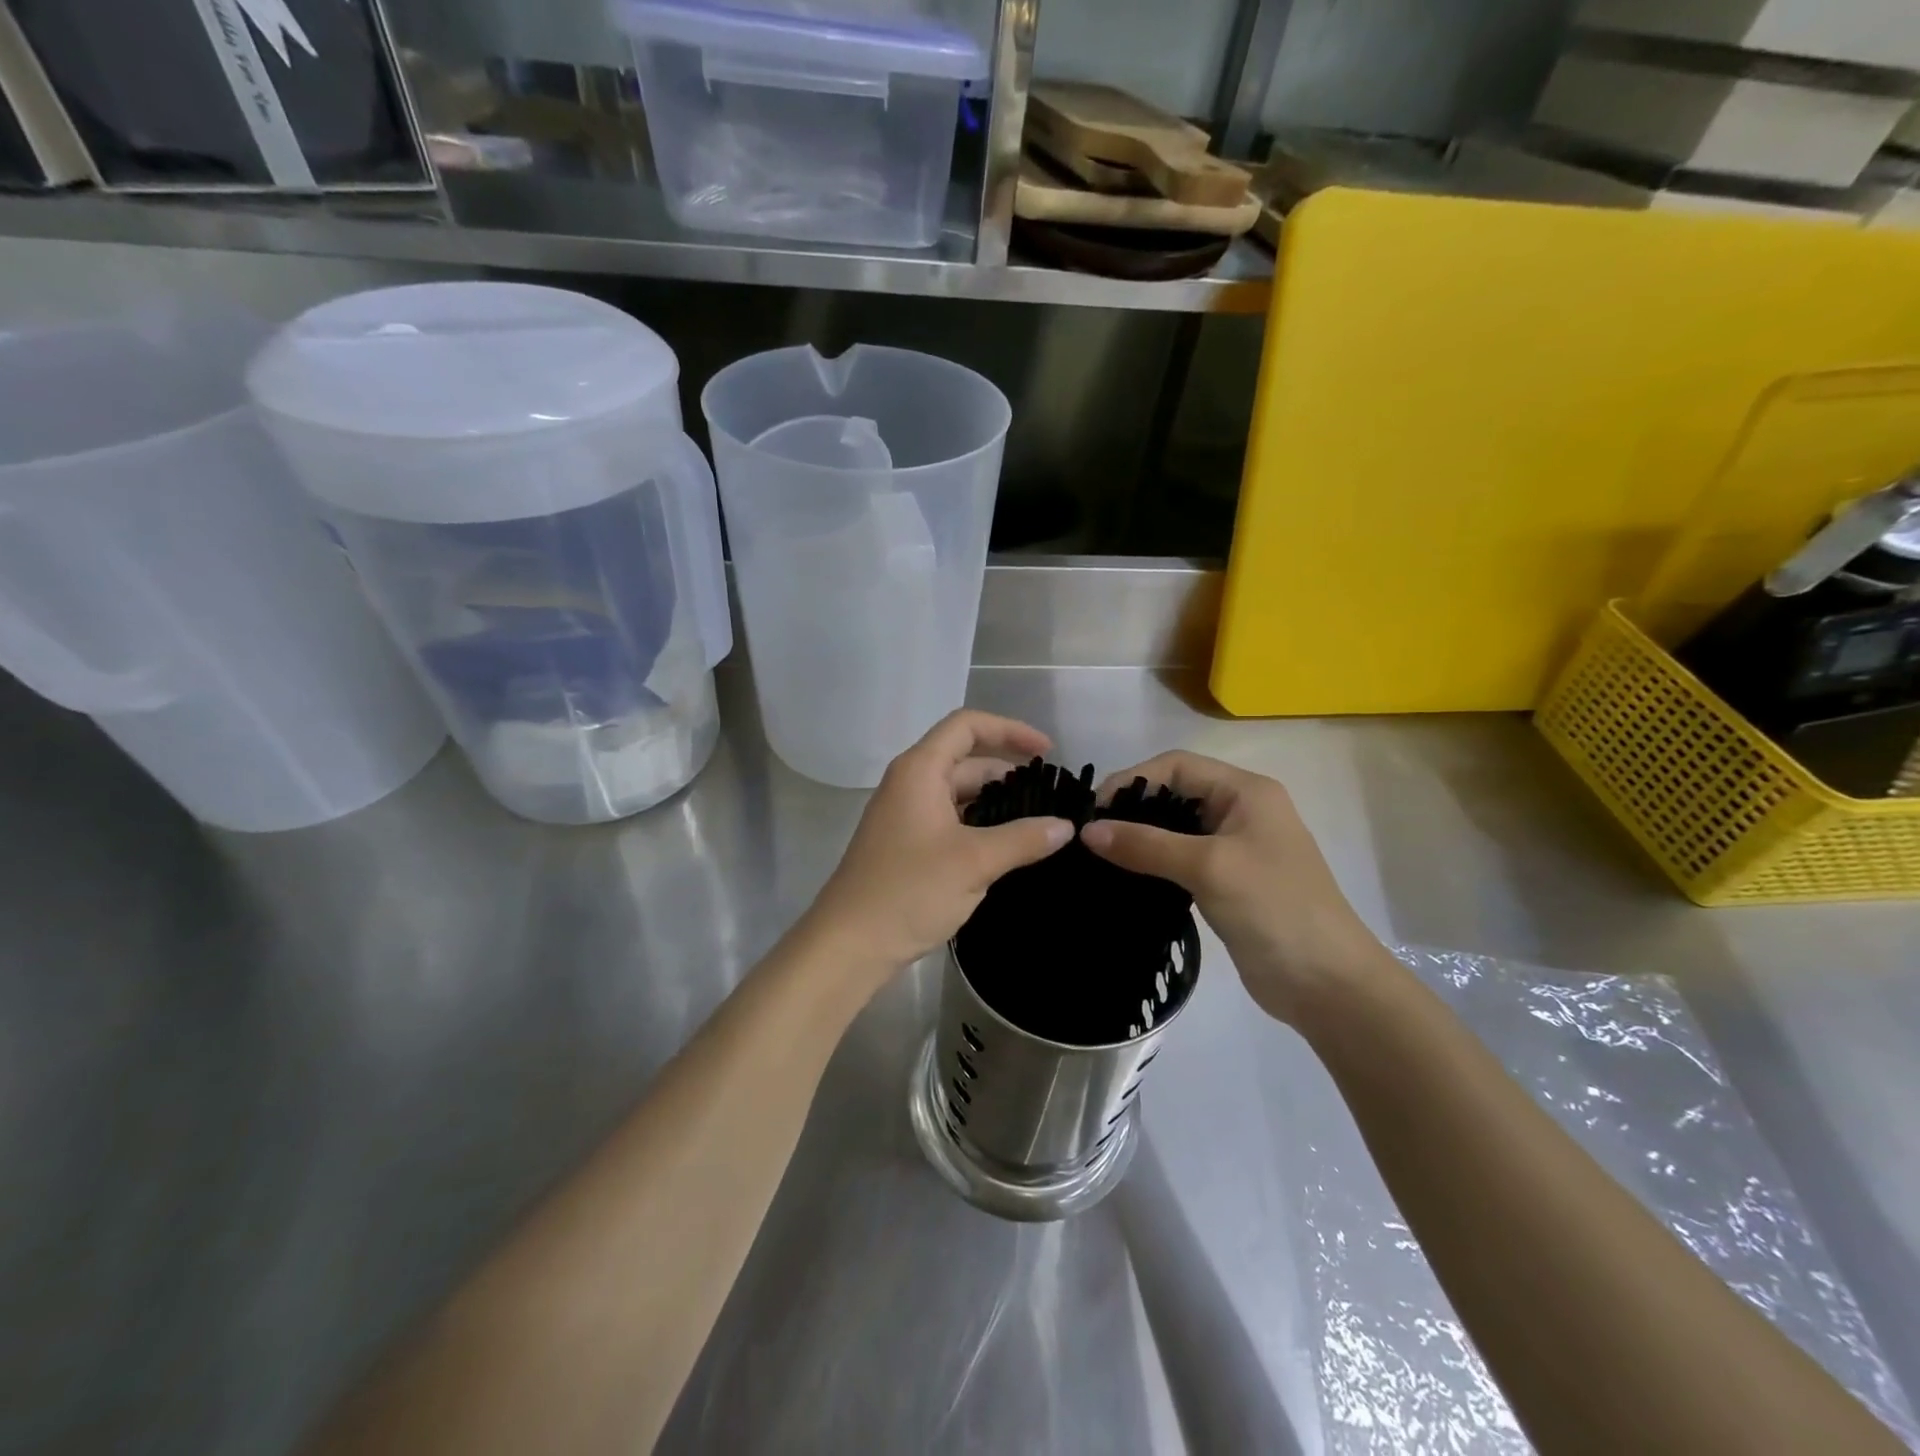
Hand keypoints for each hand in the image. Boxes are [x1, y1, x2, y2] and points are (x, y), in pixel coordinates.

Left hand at [799, 711, 1074, 1000]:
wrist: (850, 944)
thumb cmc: (909, 891)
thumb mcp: (974, 862)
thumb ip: (1023, 839)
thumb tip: (1065, 826)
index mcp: (920, 770)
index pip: (967, 726)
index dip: (1010, 730)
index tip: (1047, 752)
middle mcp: (910, 783)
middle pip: (965, 760)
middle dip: (1008, 771)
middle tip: (1050, 796)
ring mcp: (906, 814)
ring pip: (959, 793)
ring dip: (996, 801)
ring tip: (1037, 821)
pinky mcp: (907, 844)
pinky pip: (950, 819)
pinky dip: (979, 824)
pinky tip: (1007, 847)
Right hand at [1079, 752, 1389, 1024]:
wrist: (1328, 984)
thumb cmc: (1274, 909)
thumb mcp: (1208, 868)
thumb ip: (1147, 845)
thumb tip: (1087, 832)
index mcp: (1246, 792)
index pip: (1177, 766)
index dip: (1133, 779)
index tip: (1094, 811)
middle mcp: (1240, 811)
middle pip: (1175, 793)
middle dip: (1133, 808)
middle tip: (1091, 835)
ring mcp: (1235, 848)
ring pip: (1175, 829)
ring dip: (1140, 837)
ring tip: (1100, 856)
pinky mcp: (1227, 882)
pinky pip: (1181, 860)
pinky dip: (1153, 863)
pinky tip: (1125, 877)